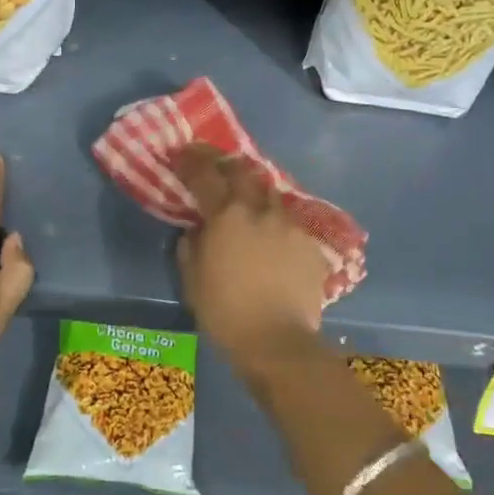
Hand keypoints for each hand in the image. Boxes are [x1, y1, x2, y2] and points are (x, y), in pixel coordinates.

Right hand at [175, 144, 328, 366]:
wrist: (277, 341)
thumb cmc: (224, 312)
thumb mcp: (192, 279)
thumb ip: (191, 246)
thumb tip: (196, 229)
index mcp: (226, 216)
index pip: (205, 174)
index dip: (191, 160)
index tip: (182, 153)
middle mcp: (261, 211)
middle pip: (245, 171)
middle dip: (228, 165)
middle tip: (218, 169)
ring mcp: (290, 226)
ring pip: (272, 195)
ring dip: (256, 193)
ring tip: (249, 205)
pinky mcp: (311, 245)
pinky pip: (290, 225)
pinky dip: (277, 226)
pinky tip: (274, 242)